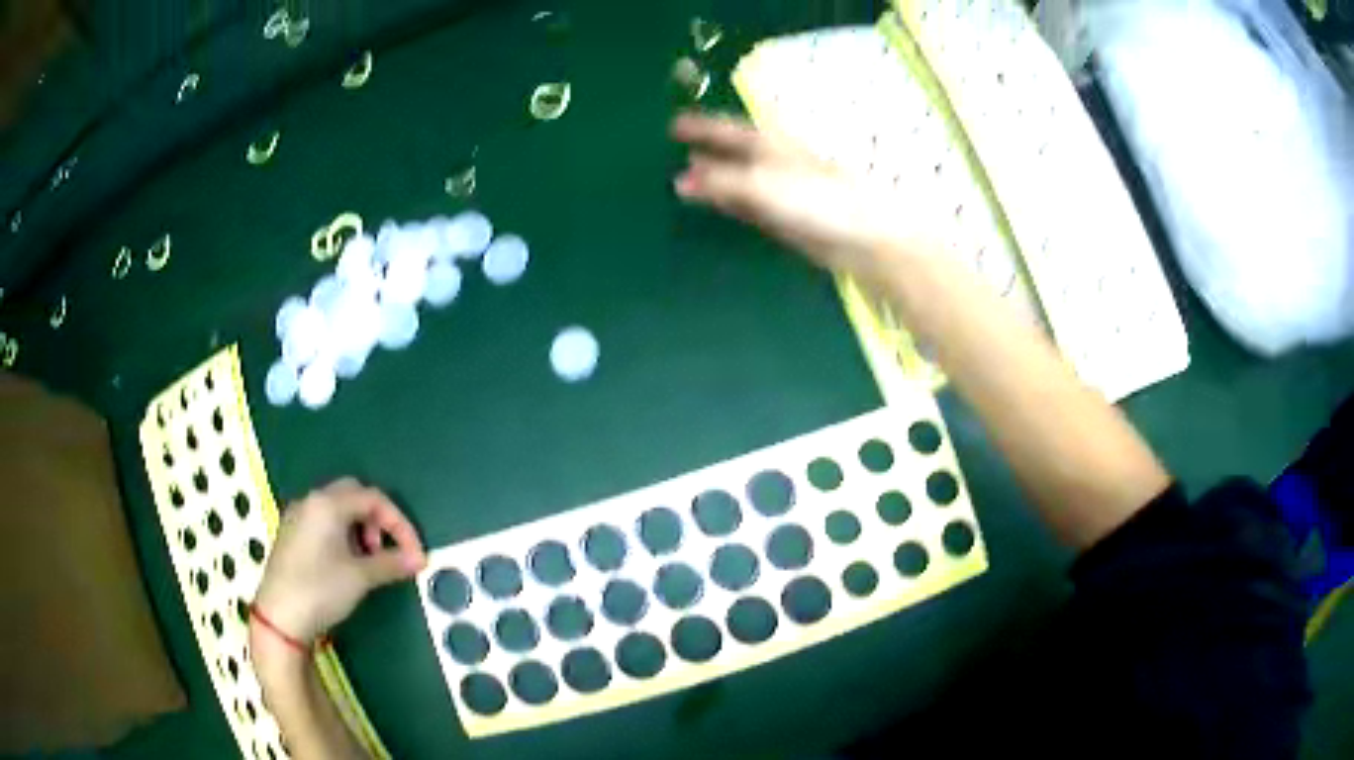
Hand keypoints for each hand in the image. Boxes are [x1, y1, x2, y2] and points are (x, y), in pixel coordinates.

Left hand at [253, 478, 425, 645]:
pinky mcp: (291, 534)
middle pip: (354, 494)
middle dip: (378, 519)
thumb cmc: (320, 590)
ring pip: (337, 508)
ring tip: (368, 561)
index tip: (415, 554)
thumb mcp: (360, 578)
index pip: (374, 498)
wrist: (279, 618)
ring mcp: (297, 517)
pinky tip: (345, 563)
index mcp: (328, 503)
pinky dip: (342, 534)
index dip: (400, 524)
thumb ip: (391, 563)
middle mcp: (311, 501)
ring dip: (360, 527)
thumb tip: (418, 559)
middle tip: (387, 550)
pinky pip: (323, 521)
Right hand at [670, 112, 927, 276]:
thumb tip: (679, 181)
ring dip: (713, 178)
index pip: (727, 129)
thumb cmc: (817, 198)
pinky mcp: (784, 218)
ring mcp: (778, 191)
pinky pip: (746, 205)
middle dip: (705, 148)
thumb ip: (720, 182)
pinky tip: (713, 205)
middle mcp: (772, 162)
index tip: (672, 123)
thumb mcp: (761, 184)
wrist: (862, 237)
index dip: (701, 126)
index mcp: (769, 144)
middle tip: (674, 147)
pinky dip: (726, 202)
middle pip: (732, 152)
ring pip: (737, 179)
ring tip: (683, 177)